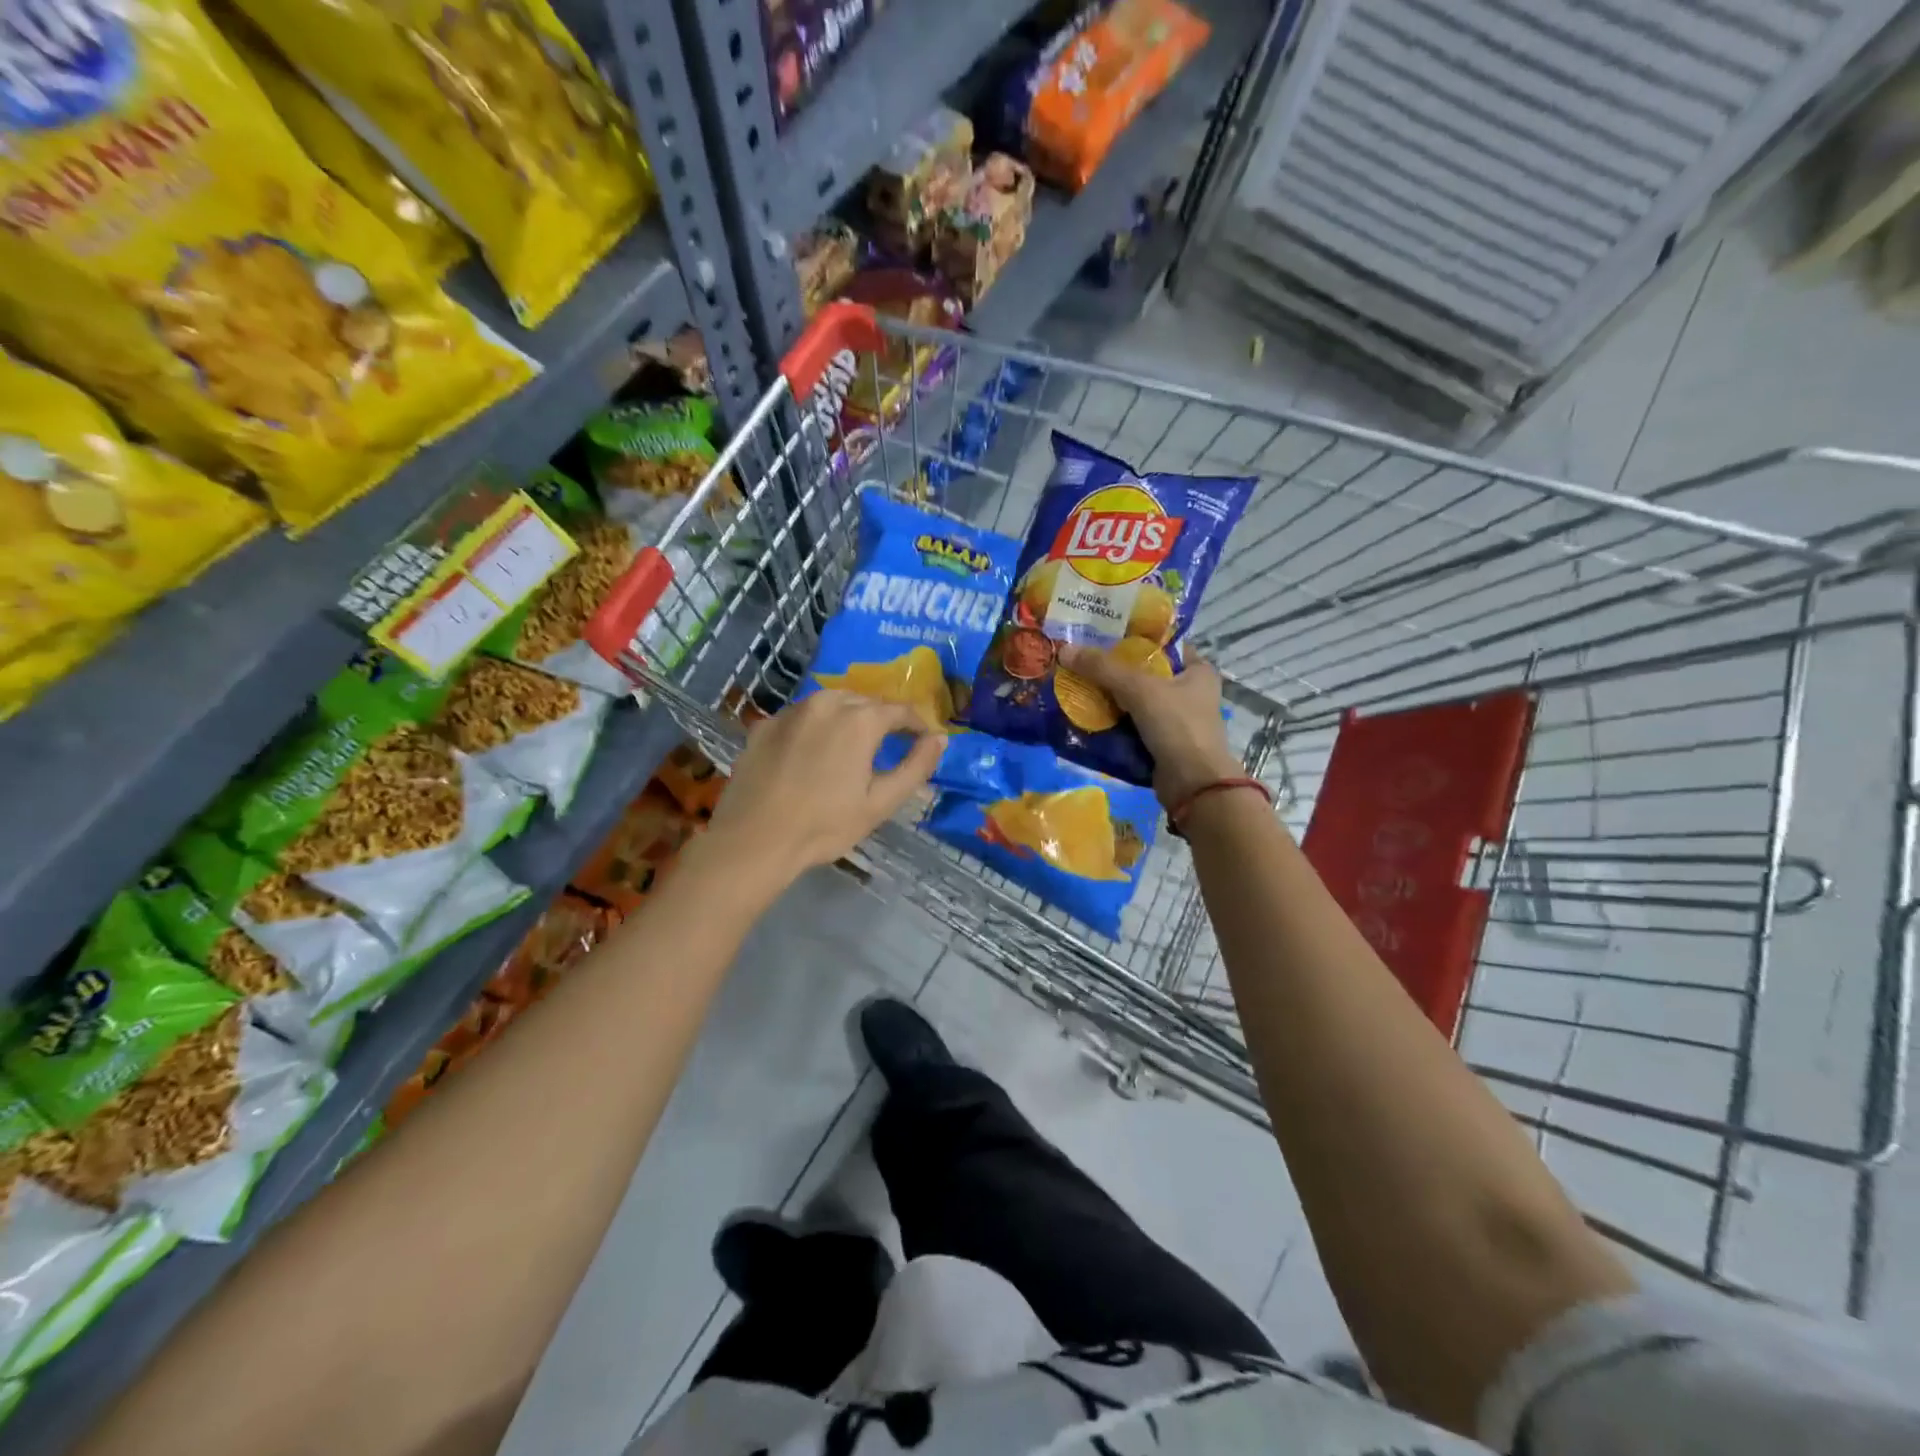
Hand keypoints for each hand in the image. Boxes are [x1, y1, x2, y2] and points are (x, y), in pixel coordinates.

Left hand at [704, 691, 943, 889]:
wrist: (754, 840)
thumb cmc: (824, 825)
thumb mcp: (880, 803)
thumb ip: (916, 767)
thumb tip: (939, 738)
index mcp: (859, 720)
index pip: (900, 710)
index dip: (917, 723)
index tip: (924, 738)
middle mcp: (826, 703)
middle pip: (865, 701)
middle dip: (882, 718)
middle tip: (889, 743)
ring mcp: (791, 711)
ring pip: (831, 702)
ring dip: (848, 716)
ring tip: (852, 743)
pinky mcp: (764, 725)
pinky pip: (800, 716)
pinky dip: (815, 726)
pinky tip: (812, 751)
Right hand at [1059, 645, 1240, 808]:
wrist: (1193, 785)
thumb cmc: (1177, 725)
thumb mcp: (1139, 688)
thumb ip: (1102, 668)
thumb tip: (1064, 650)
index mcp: (1197, 671)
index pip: (1163, 645)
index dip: (1133, 638)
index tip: (1101, 635)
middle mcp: (1189, 692)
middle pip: (1144, 674)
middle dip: (1113, 670)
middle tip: (1080, 661)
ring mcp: (1175, 721)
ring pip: (1135, 702)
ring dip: (1109, 699)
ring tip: (1076, 686)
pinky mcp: (1161, 745)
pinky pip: (1130, 727)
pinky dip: (1112, 724)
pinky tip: (1086, 716)